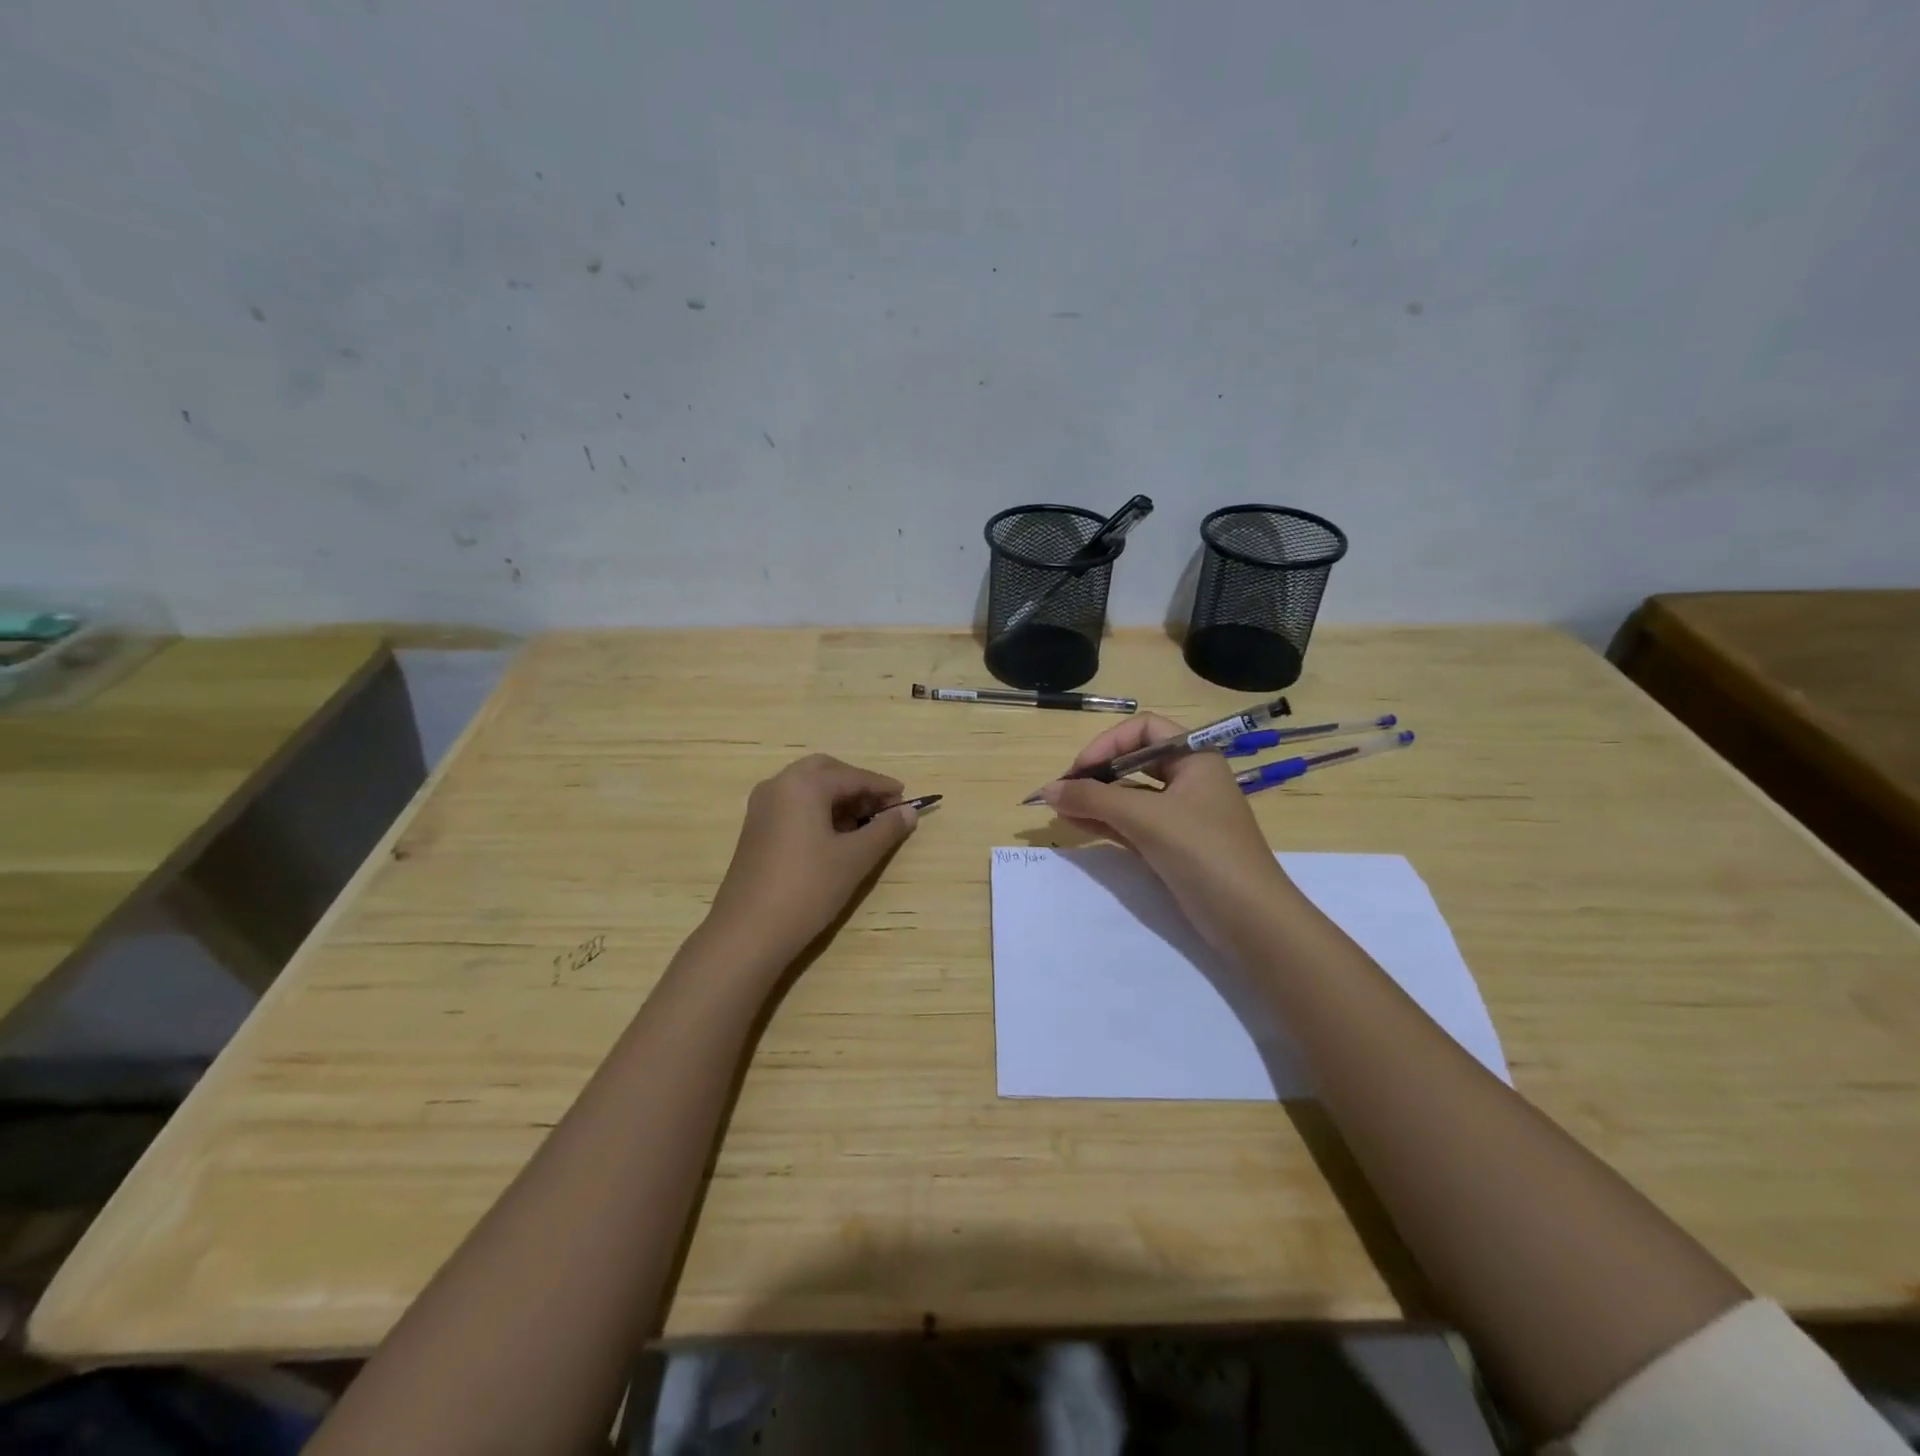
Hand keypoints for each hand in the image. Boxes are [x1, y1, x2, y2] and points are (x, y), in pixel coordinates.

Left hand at [708, 754, 919, 966]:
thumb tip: (909, 811)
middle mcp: (778, 785)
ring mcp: (762, 807)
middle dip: (856, 785)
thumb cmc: (808, 888)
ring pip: (807, 788)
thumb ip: (885, 829)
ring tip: (864, 824)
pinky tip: (835, 837)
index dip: (882, 787)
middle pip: (826, 771)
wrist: (749, 932)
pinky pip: (793, 805)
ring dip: (837, 798)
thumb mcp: (855, 858)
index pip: (852, 776)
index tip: (907, 799)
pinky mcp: (756, 829)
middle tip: (882, 807)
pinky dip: (818, 810)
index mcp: (803, 785)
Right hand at [1041, 715, 1294, 952]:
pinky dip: (1106, 822)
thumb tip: (1047, 790)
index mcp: (1195, 757)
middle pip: (1134, 761)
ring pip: (1131, 795)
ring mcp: (1182, 814)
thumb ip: (1093, 799)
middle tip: (1064, 793)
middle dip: (1097, 773)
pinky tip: (1078, 825)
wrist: (1249, 919)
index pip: (1143, 729)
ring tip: (1061, 811)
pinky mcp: (1174, 845)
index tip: (1079, 770)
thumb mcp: (1145, 817)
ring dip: (1096, 799)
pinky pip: (1133, 823)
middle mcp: (1190, 779)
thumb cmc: (1202, 851)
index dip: (1107, 743)